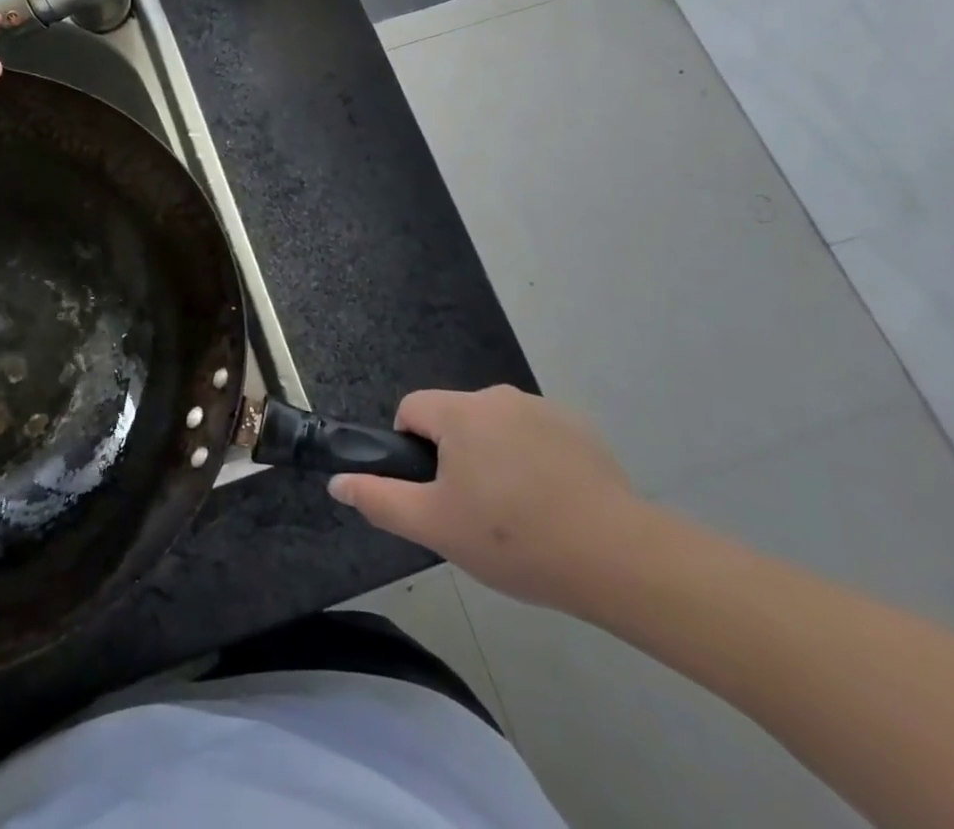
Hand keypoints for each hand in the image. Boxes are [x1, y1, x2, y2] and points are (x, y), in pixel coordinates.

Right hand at [329, 386, 645, 610]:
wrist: (616, 557)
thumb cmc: (513, 538)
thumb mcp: (435, 526)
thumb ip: (380, 499)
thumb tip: (336, 481)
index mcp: (459, 411)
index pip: (412, 409)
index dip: (411, 449)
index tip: (434, 492)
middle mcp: (497, 396)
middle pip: (455, 419)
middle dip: (455, 457)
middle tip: (475, 512)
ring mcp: (543, 408)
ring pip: (496, 428)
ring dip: (494, 457)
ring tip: (518, 515)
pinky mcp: (579, 428)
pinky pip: (536, 436)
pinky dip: (533, 460)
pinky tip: (553, 504)